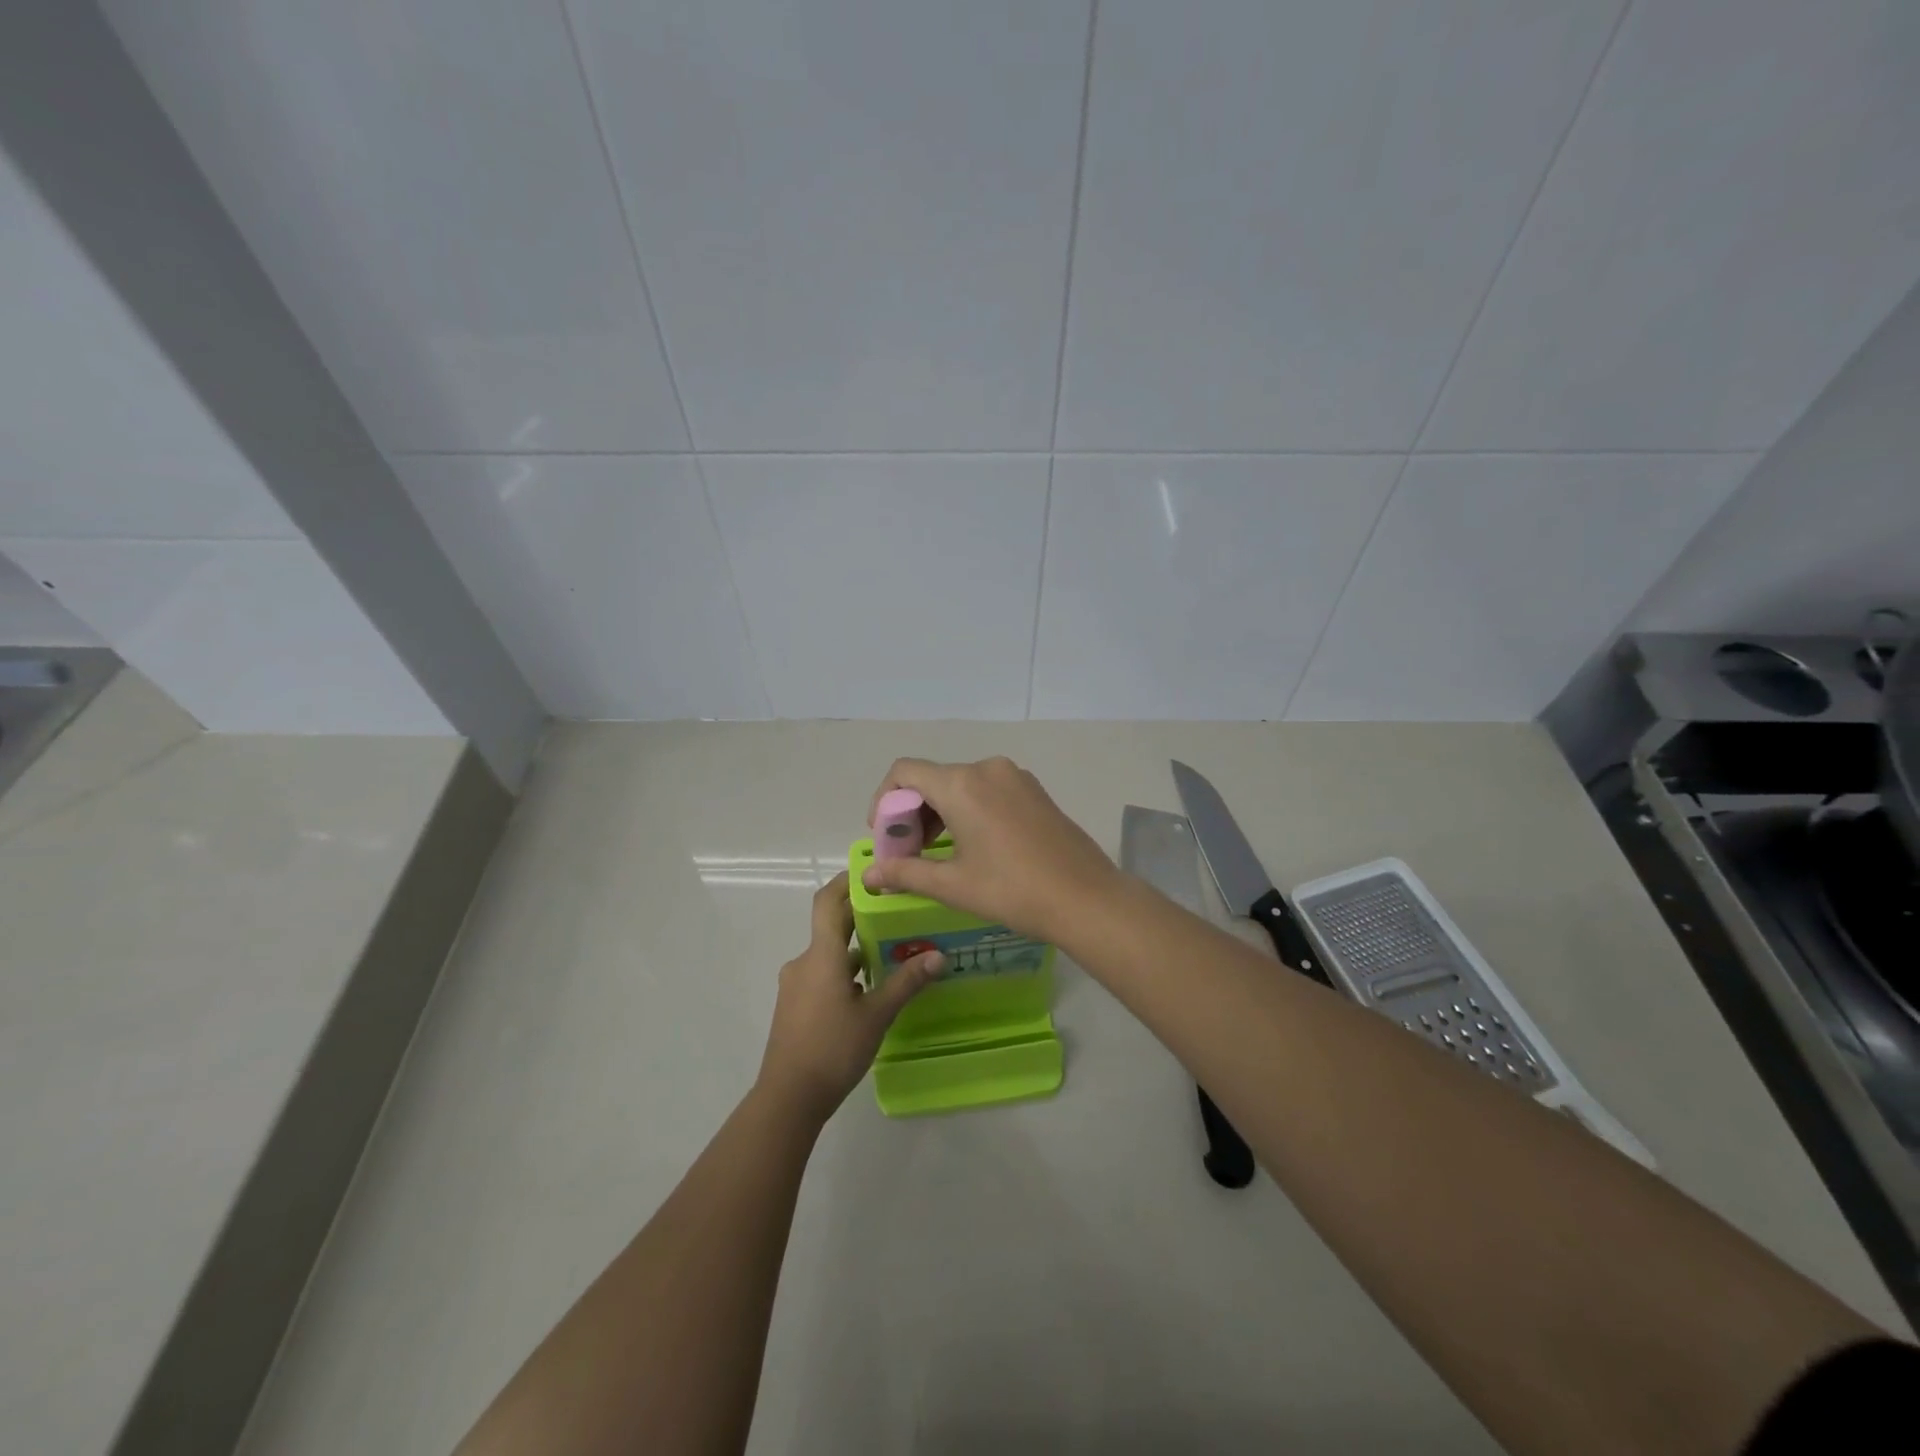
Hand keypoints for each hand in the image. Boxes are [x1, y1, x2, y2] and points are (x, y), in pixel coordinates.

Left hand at [756, 873, 943, 1122]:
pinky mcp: (795, 1005)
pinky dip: (845, 971)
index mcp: (821, 955)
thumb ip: (906, 982)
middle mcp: (804, 962)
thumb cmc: (833, 1049)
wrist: (787, 1098)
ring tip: (892, 950)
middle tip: (897, 910)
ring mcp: (796, 985)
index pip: (827, 901)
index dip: (846, 881)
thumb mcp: (876, 1015)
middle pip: (831, 925)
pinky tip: (870, 988)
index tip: (873, 872)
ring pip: (829, 953)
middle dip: (861, 916)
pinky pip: (822, 974)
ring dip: (856, 948)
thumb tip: (938, 956)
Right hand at [860, 757, 1119, 943]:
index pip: (904, 772)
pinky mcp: (1034, 790)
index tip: (885, 836)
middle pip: (932, 778)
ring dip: (940, 812)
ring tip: (938, 853)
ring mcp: (1015, 777)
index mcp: (961, 784)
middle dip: (912, 812)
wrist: (1086, 898)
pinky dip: (968, 809)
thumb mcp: (953, 885)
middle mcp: (986, 768)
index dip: (884, 800)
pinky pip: (987, 789)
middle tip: (909, 853)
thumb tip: (869, 876)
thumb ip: (905, 873)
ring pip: (961, 784)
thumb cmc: (1012, 890)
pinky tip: (973, 846)